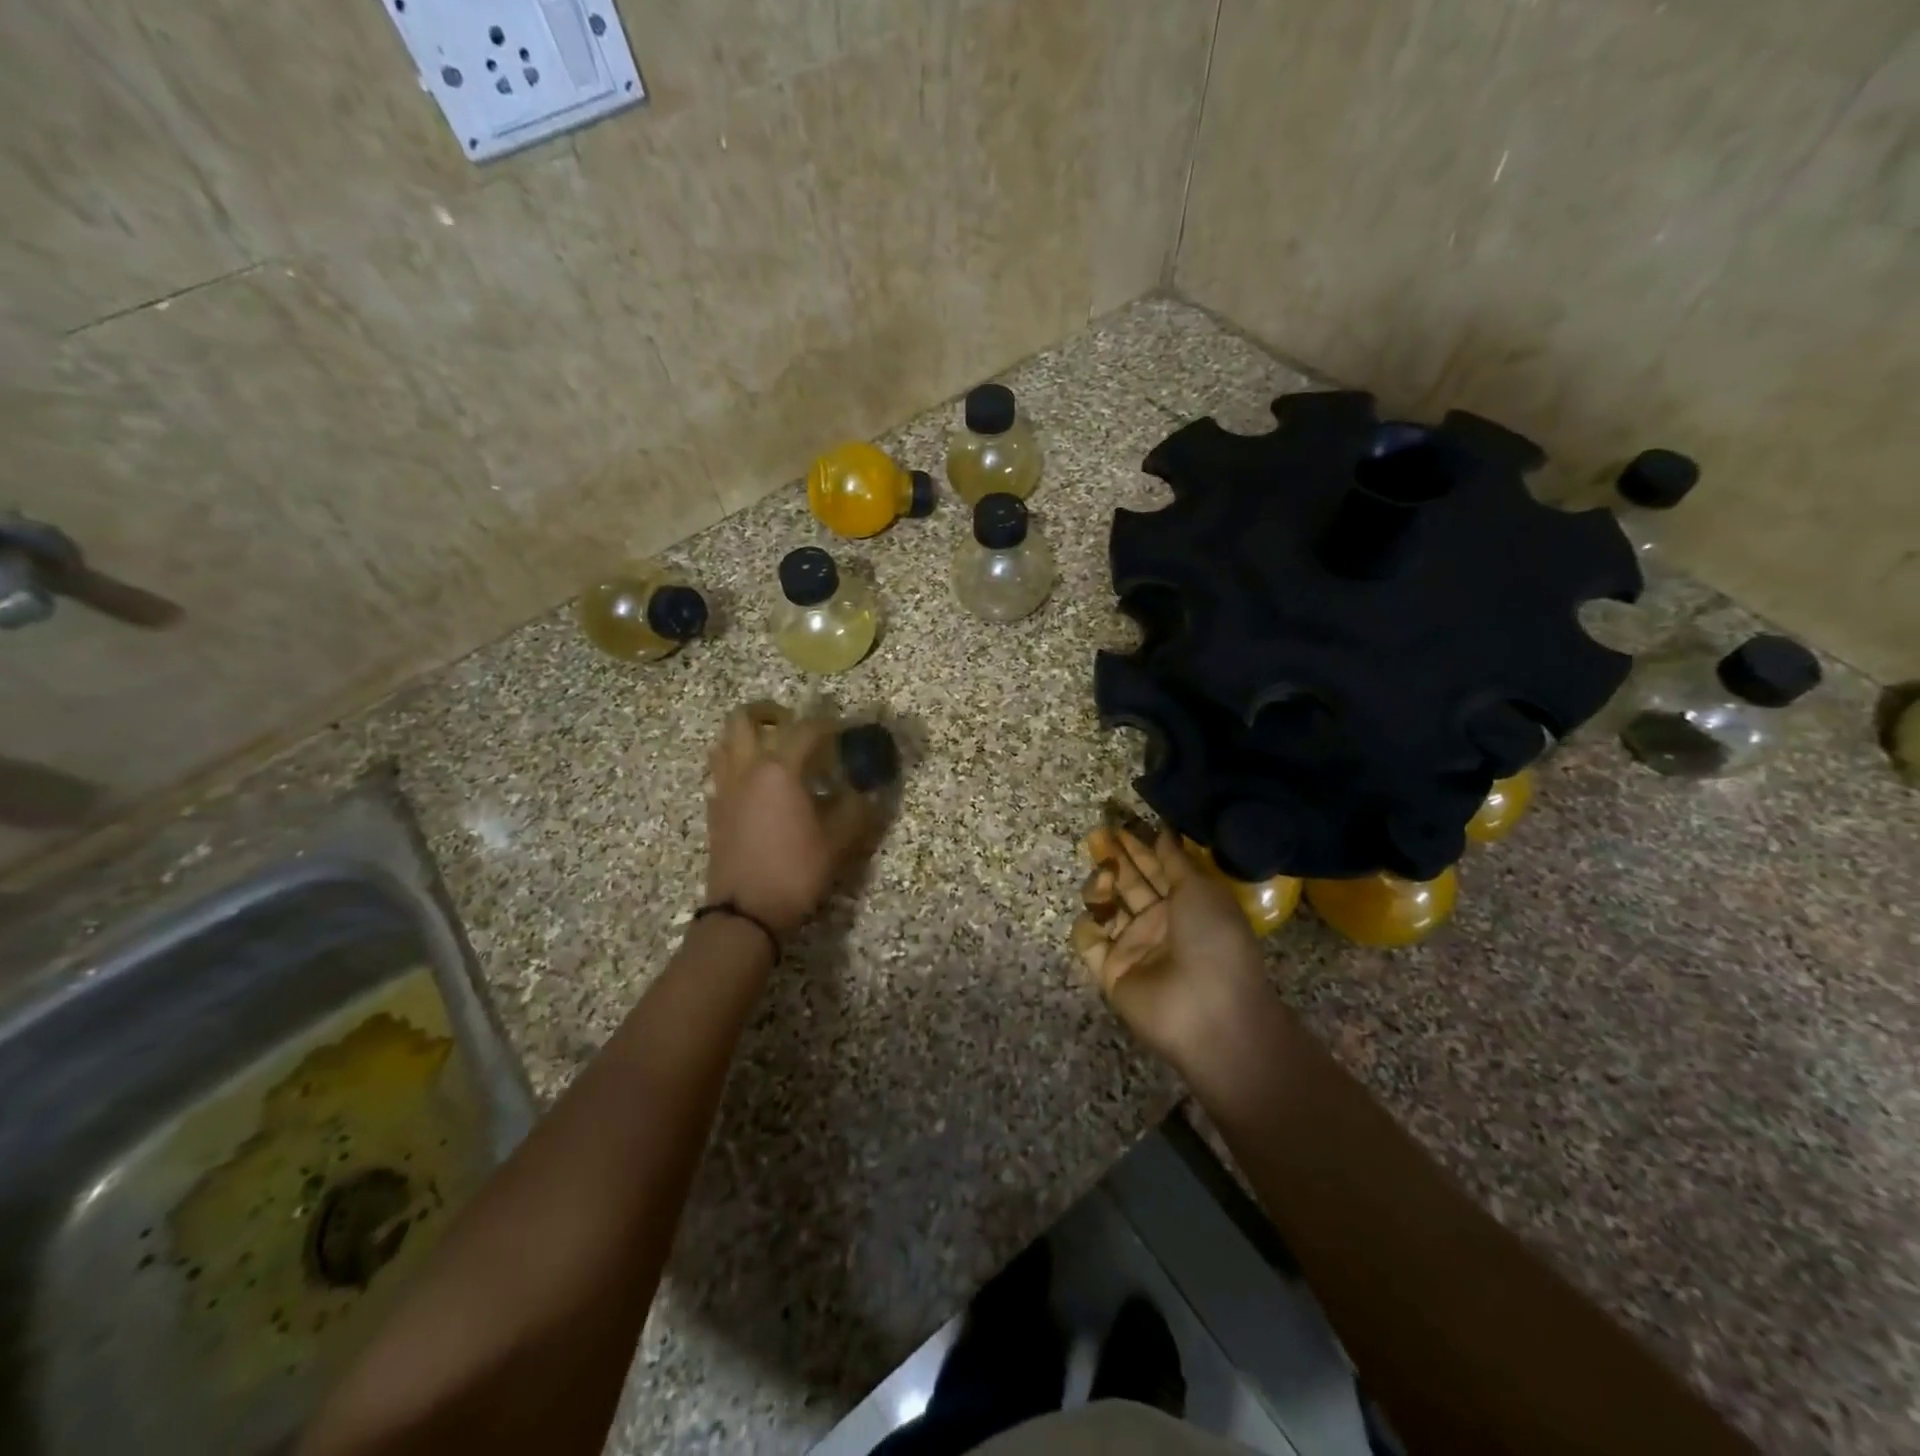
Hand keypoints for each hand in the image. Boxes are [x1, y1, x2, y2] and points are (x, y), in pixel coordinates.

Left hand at [704, 708, 876, 937]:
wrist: (745, 913)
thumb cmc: (794, 872)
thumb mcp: (837, 843)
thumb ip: (855, 810)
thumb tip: (867, 792)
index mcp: (779, 770)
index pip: (805, 730)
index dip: (829, 725)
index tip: (846, 730)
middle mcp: (746, 770)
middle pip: (744, 719)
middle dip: (769, 712)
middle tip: (792, 721)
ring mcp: (724, 789)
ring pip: (725, 741)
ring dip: (746, 735)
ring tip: (771, 748)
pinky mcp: (714, 811)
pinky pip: (720, 771)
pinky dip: (737, 764)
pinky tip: (757, 785)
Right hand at [1072, 824, 1268, 1072]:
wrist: (1209, 1012)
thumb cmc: (1213, 941)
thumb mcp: (1201, 889)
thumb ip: (1175, 860)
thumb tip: (1164, 829)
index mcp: (1185, 904)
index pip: (1155, 868)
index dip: (1137, 846)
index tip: (1117, 824)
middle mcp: (1157, 923)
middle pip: (1127, 884)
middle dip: (1112, 859)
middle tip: (1096, 836)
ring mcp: (1132, 947)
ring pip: (1105, 908)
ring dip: (1100, 888)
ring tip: (1105, 880)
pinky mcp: (1109, 970)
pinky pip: (1089, 941)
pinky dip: (1089, 927)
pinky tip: (1098, 919)